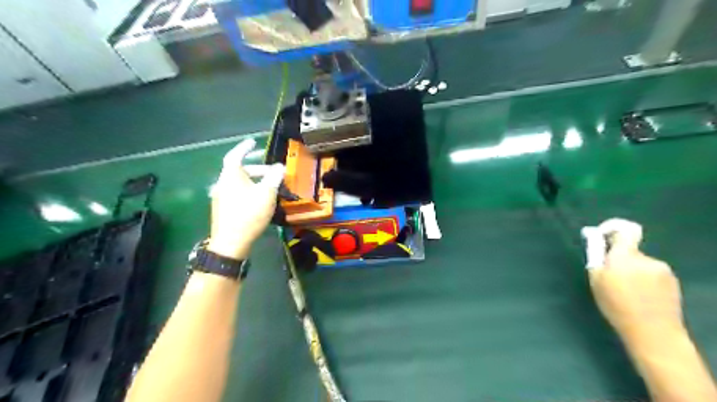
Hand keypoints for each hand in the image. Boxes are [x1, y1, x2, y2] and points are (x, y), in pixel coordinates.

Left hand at [207, 139, 283, 260]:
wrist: (231, 242)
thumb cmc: (249, 214)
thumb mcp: (266, 194)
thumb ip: (274, 177)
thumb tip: (279, 166)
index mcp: (231, 176)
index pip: (235, 155)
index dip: (244, 148)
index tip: (253, 142)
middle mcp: (223, 183)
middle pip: (239, 170)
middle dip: (257, 169)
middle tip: (273, 172)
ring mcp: (221, 197)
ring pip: (239, 183)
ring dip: (254, 181)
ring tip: (269, 187)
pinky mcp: (223, 208)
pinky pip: (237, 192)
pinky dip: (249, 190)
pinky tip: (260, 200)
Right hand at [582, 218, 681, 342]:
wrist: (653, 332)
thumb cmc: (616, 305)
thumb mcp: (596, 279)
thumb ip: (595, 254)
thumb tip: (593, 234)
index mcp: (625, 256)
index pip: (624, 230)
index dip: (613, 228)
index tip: (603, 236)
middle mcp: (646, 259)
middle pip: (629, 250)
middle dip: (618, 258)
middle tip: (609, 277)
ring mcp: (662, 270)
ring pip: (640, 263)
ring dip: (631, 270)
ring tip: (625, 291)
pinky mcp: (672, 281)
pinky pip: (652, 273)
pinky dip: (643, 279)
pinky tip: (640, 296)